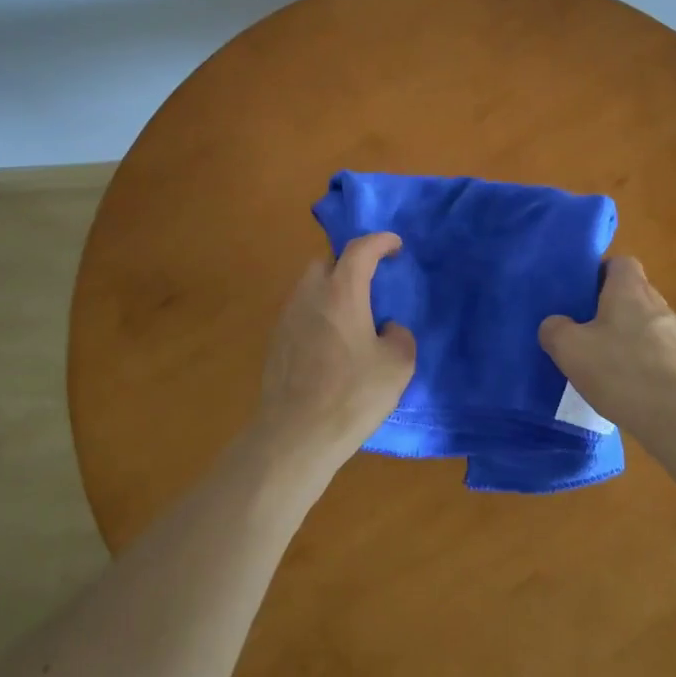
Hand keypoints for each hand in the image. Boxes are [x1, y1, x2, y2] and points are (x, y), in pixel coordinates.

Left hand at [247, 232, 416, 479]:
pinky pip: (300, 313)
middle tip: (370, 283)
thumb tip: (387, 329)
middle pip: (327, 262)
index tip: (395, 246)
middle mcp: (309, 295)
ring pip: (309, 288)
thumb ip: (400, 336)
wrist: (295, 434)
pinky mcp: (275, 342)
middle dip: (349, 264)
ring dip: (331, 291)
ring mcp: (287, 318)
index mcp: (341, 292)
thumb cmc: (352, 394)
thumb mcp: (397, 366)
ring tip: (351, 316)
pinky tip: (331, 343)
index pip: (360, 249)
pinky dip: (318, 315)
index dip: (380, 241)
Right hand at [538, 257, 675, 436]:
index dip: (599, 273)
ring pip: (645, 325)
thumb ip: (554, 329)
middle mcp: (658, 304)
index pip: (620, 263)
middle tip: (584, 331)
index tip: (581, 295)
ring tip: (604, 364)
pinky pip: (658, 353)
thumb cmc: (621, 372)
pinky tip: (628, 387)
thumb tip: (555, 324)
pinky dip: (643, 363)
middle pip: (632, 294)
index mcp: (630, 290)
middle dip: (609, 309)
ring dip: (627, 338)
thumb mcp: (570, 349)